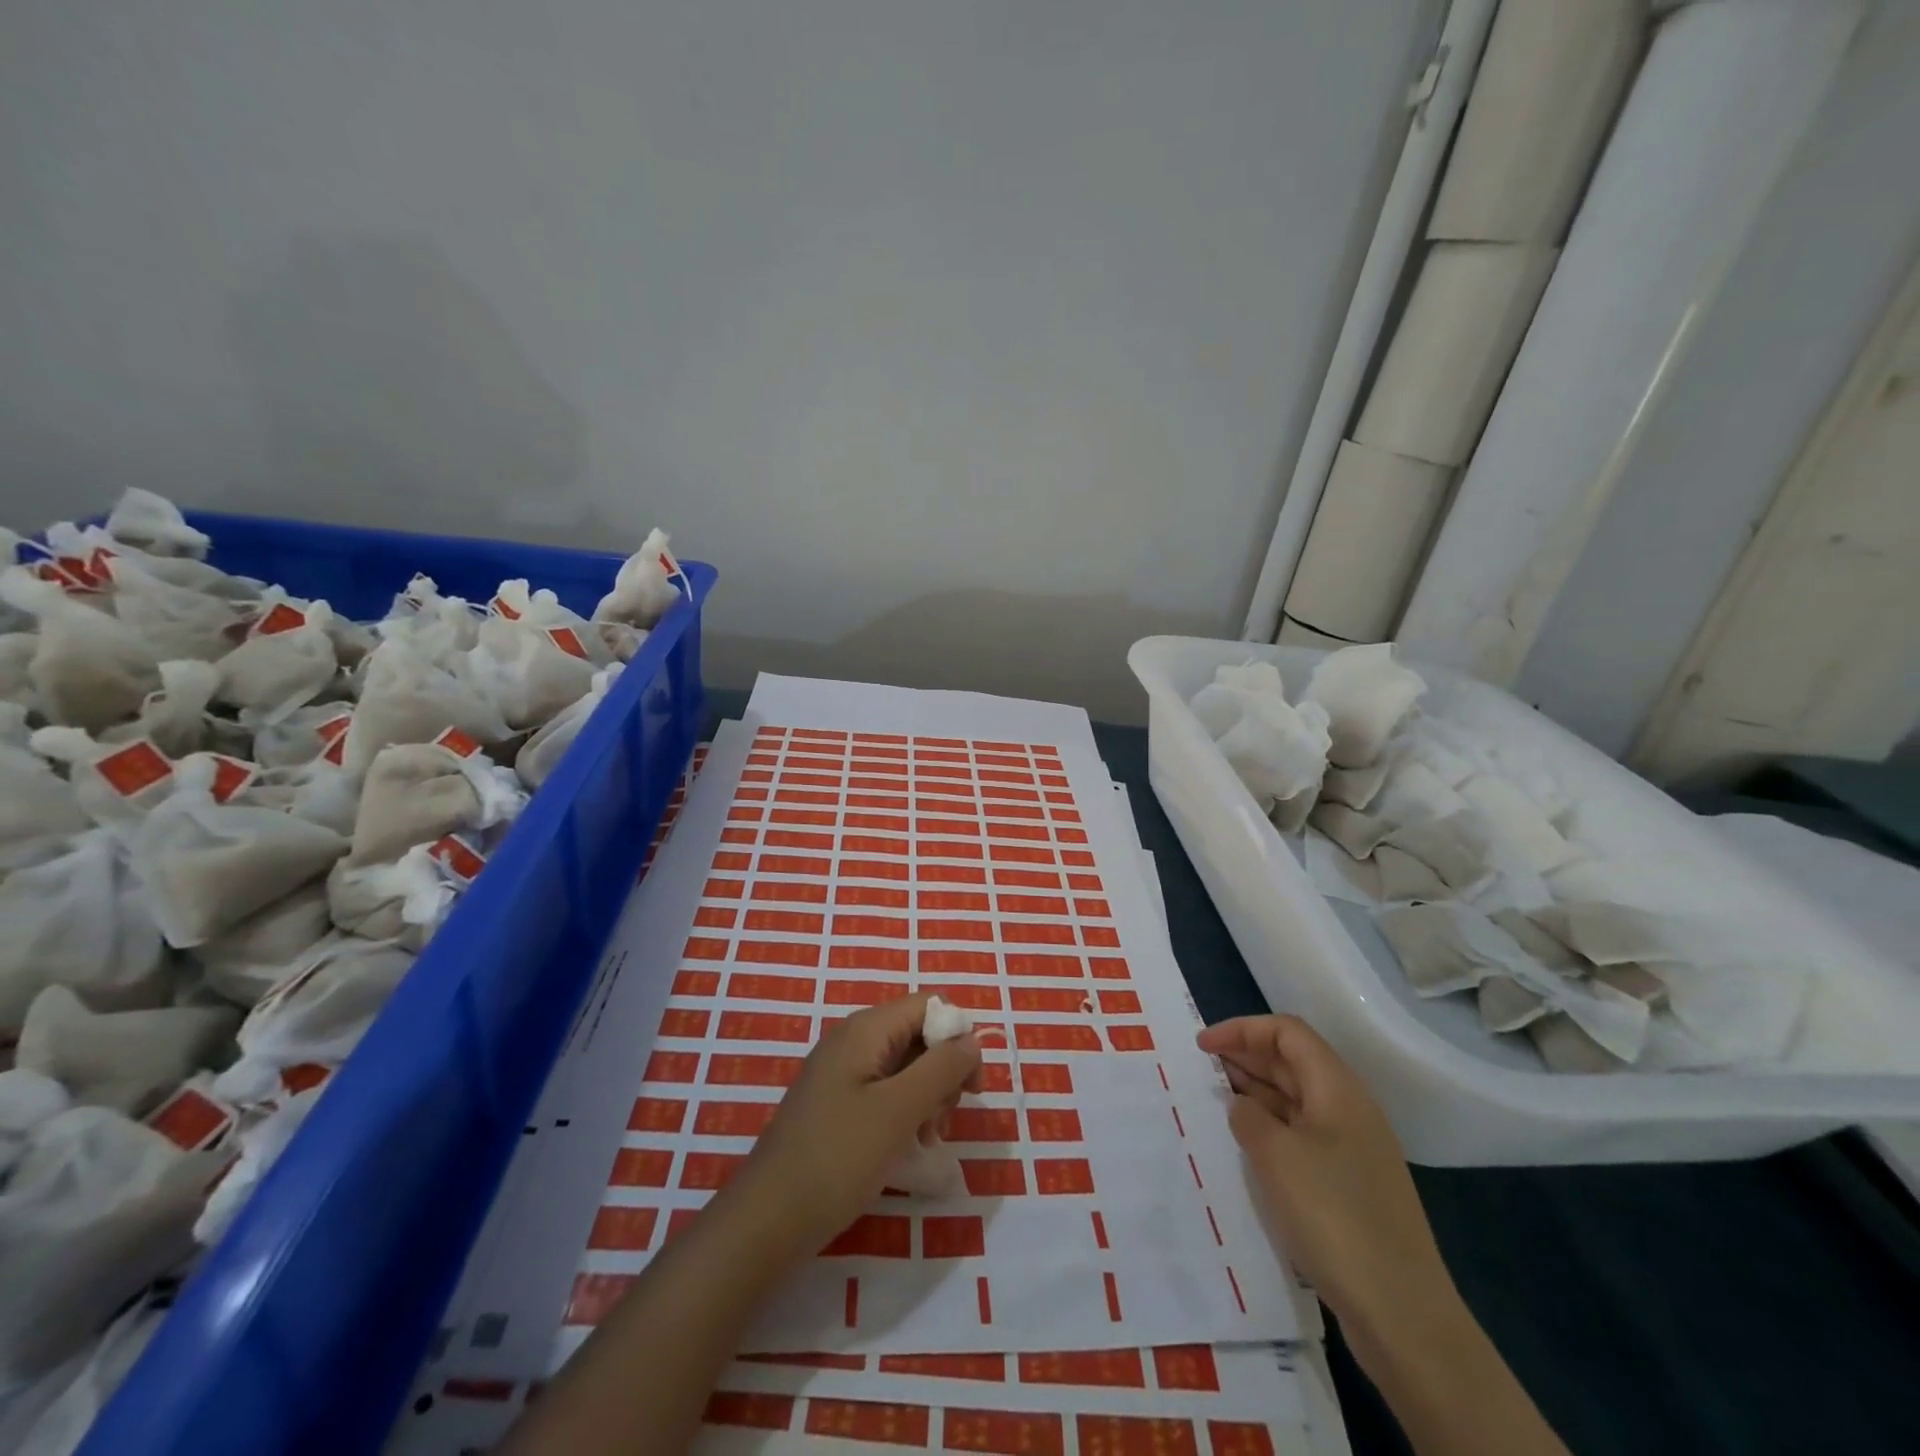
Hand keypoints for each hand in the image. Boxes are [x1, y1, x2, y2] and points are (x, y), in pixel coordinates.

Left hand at [734, 993, 980, 1257]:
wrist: (767, 1221)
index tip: (971, 1088)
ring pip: (905, 1067)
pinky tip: (908, 1149)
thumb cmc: (837, 1159)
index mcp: (866, 1030)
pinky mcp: (837, 1105)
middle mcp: (853, 1041)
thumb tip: (972, 1039)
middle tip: (943, 1120)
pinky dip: (905, 1114)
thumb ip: (941, 1069)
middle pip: (918, 1035)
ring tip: (926, 1140)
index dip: (957, 1038)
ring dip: (927, 1098)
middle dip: (942, 1073)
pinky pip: (885, 1093)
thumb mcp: (898, 1111)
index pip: (929, 1006)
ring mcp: (842, 1074)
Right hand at [1196, 1014, 1449, 1339]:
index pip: (1287, 1032)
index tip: (1202, 1046)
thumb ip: (1248, 1116)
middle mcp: (1348, 1108)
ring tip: (1214, 1100)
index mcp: (1338, 1088)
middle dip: (1246, 1056)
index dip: (1242, 1030)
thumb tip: (1242, 1106)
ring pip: (1296, 1099)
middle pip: (1293, 1061)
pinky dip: (1270, 1127)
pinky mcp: (1349, 1184)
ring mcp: (1352, 1148)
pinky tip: (1245, 1145)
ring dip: (1255, 1091)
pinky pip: (1301, 1134)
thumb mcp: (1276, 1156)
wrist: (1402, 1313)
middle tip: (1201, 1068)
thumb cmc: (1335, 1217)